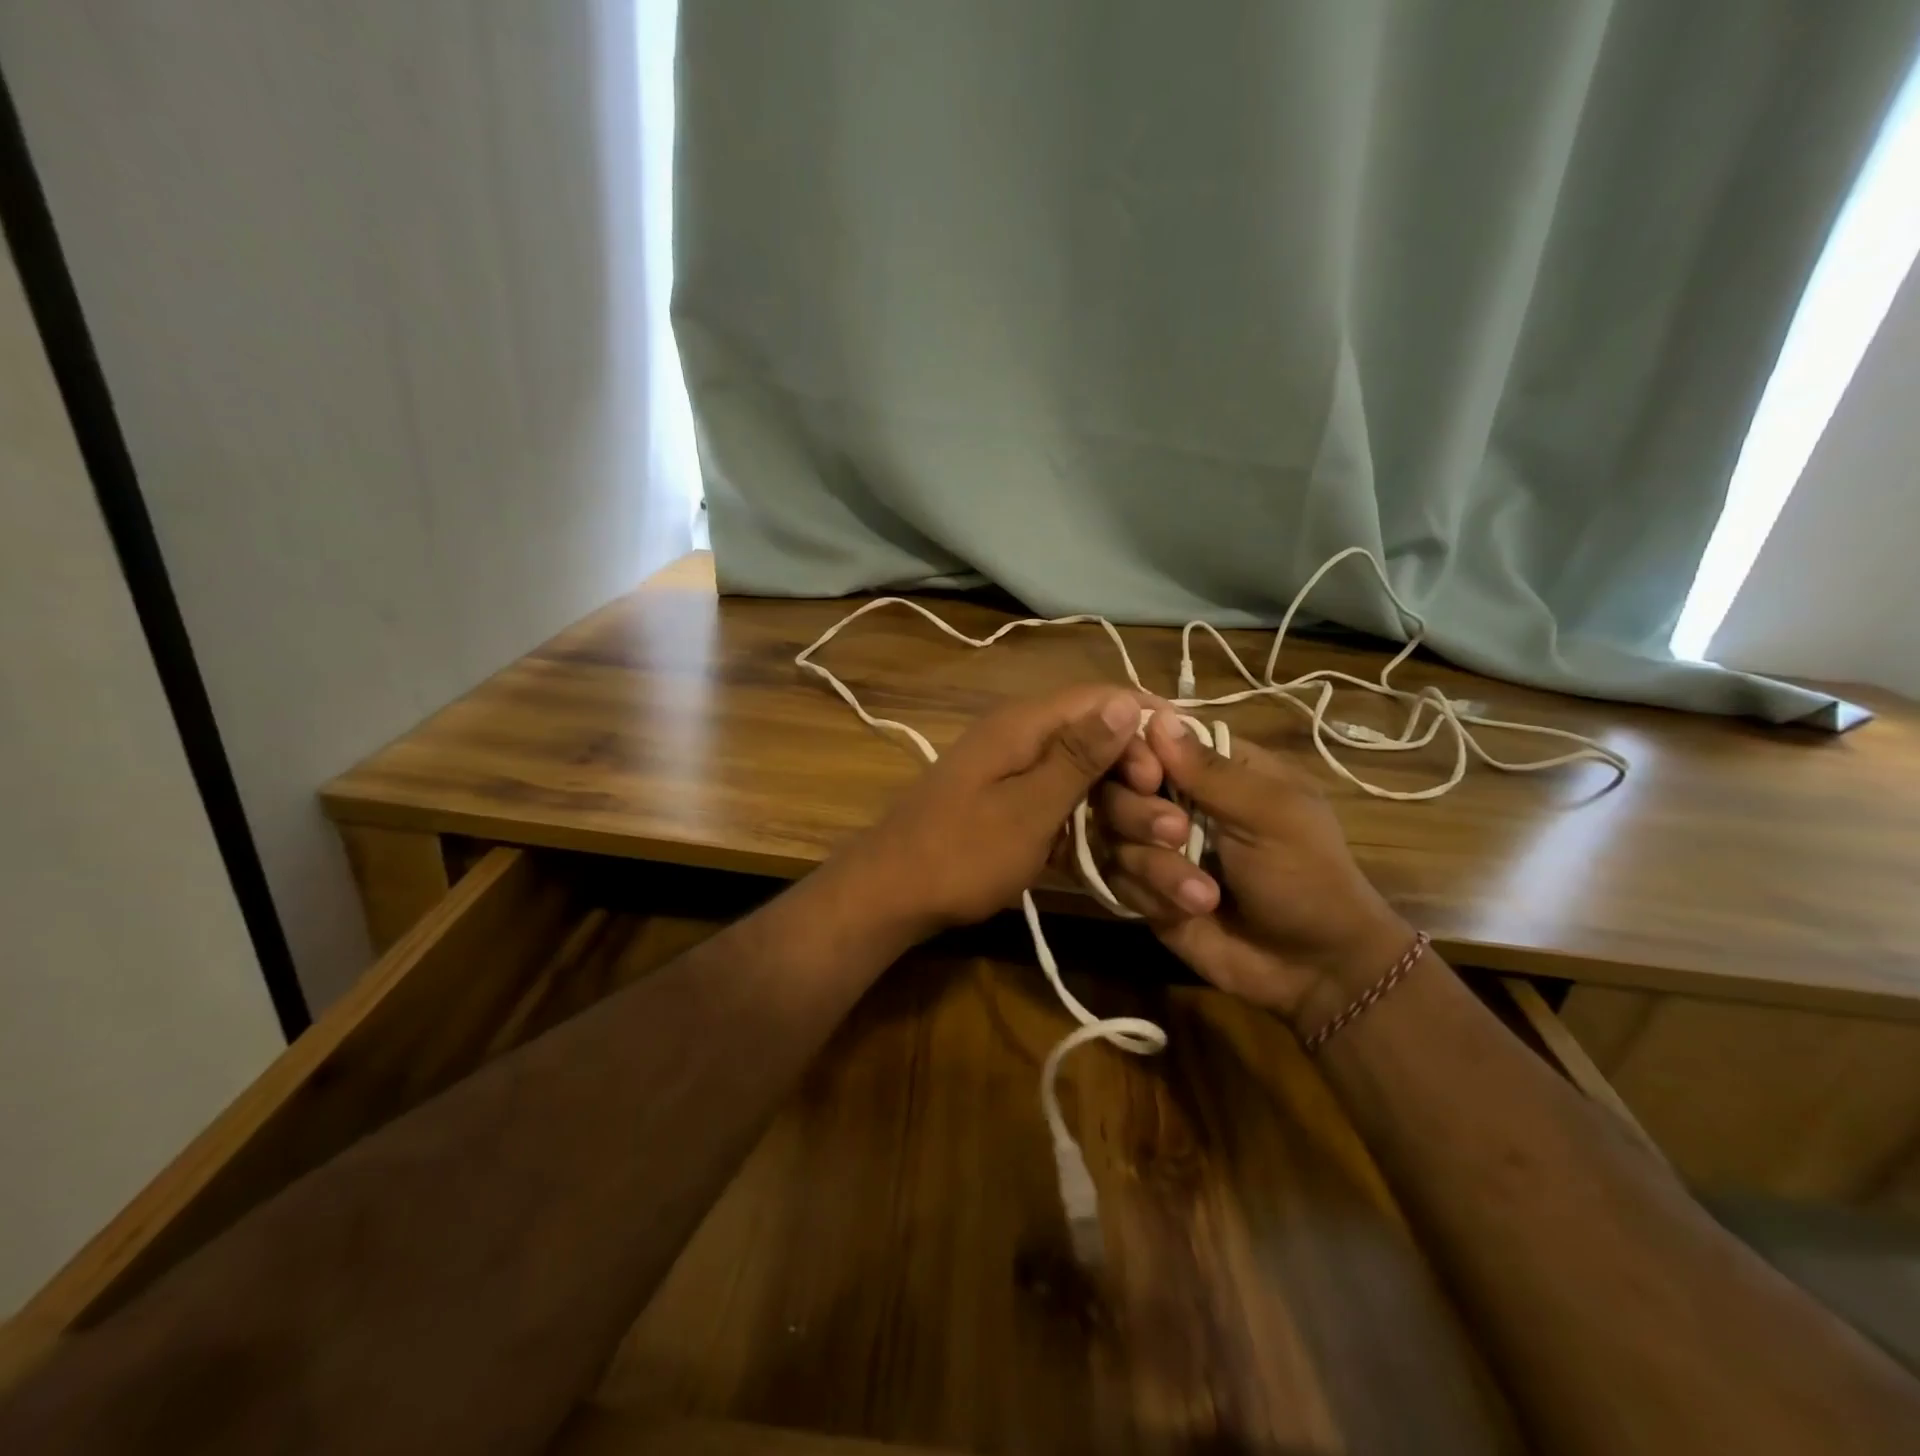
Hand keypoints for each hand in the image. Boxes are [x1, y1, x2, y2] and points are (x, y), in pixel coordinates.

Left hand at [834, 685, 1158, 938]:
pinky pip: (1064, 809)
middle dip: (1138, 780)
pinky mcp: (1013, 812)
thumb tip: (1126, 702)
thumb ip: (1078, 756)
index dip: (1143, 726)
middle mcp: (1022, 741)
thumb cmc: (961, 852)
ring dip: (1120, 811)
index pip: (1099, 700)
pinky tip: (1122, 856)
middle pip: (1096, 743)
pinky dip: (1092, 829)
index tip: (1176, 769)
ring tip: (1158, 844)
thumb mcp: (1028, 807)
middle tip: (1168, 824)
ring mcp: (1015, 779)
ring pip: (1084, 782)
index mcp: (1024, 725)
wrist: (890, 896)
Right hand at [1092, 710, 1414, 1023]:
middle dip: (1139, 813)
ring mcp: (1155, 846)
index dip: (1135, 752)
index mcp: (1214, 769)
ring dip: (1154, 865)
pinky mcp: (1143, 888)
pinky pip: (1115, 878)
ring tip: (1202, 895)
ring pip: (1111, 834)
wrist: (1312, 970)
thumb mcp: (1271, 815)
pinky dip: (1148, 894)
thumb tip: (1157, 715)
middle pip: (1116, 784)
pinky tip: (1184, 912)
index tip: (1147, 775)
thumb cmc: (1306, 877)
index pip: (1150, 739)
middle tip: (1177, 835)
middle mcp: (1175, 800)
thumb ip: (1211, 771)